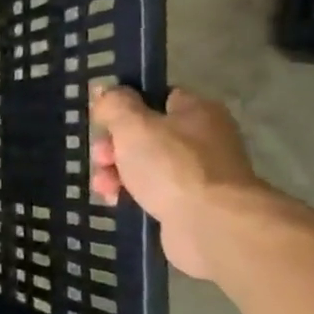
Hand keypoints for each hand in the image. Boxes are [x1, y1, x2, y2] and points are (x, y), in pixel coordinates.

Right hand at [89, 86, 265, 279]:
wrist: (211, 224)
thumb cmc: (171, 166)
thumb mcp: (133, 126)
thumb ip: (115, 104)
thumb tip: (104, 88)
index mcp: (196, 111)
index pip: (156, 97)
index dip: (125, 107)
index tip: (102, 122)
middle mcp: (201, 138)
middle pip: (144, 134)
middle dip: (113, 147)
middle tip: (102, 158)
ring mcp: (197, 173)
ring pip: (143, 165)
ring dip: (116, 173)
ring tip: (105, 187)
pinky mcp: (189, 203)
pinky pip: (150, 191)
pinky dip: (130, 194)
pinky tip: (115, 201)